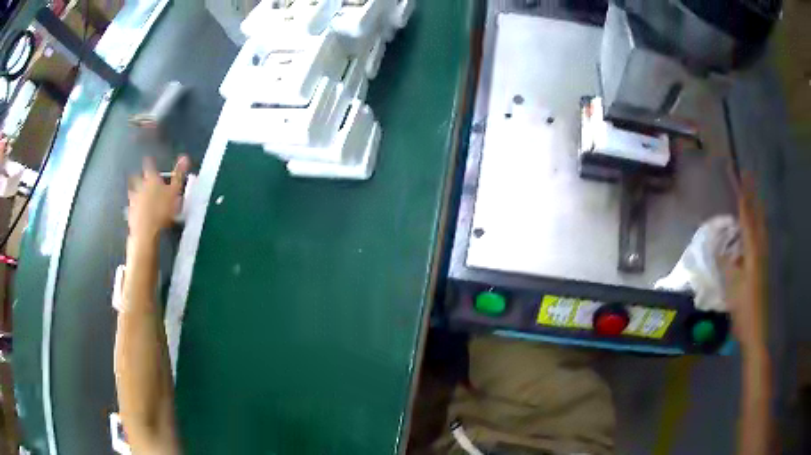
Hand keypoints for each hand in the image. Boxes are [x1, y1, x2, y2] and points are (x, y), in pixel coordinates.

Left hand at [127, 155, 188, 240]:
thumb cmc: (162, 209)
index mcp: (151, 179)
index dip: (149, 162)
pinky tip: (134, 210)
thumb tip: (185, 156)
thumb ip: (178, 175)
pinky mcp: (130, 213)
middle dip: (137, 176)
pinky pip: (130, 207)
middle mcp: (140, 186)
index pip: (149, 166)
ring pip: (132, 192)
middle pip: (136, 178)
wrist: (146, 229)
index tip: (147, 158)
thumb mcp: (175, 191)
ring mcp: (134, 200)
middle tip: (137, 175)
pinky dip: (132, 207)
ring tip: (134, 192)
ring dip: (133, 191)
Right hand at [722, 174, 767, 350]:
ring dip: (754, 206)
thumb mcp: (732, 286)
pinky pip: (759, 236)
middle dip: (751, 193)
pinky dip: (754, 224)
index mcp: (753, 249)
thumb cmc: (744, 309)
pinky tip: (750, 227)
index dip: (740, 191)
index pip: (746, 213)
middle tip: (745, 175)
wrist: (758, 330)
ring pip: (760, 224)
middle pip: (756, 213)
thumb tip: (718, 246)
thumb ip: (726, 263)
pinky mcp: (763, 265)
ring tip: (749, 193)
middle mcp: (761, 247)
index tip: (735, 171)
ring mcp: (763, 256)